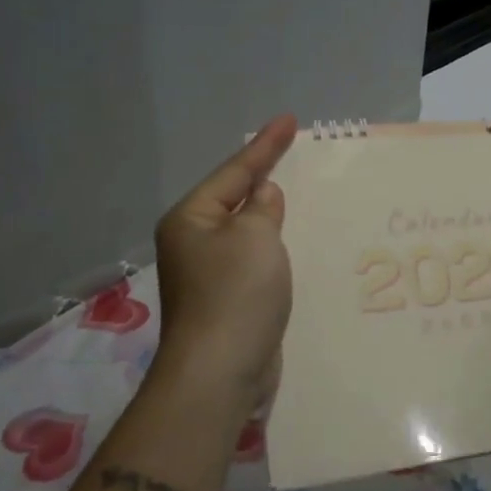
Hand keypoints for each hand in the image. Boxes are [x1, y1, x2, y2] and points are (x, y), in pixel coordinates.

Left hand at [150, 115, 296, 420]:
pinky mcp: (228, 299)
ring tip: (299, 191)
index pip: (234, 172)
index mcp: (191, 219)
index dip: (265, 145)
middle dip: (264, 176)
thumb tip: (263, 196)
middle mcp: (194, 242)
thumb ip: (263, 208)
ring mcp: (209, 273)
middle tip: (294, 151)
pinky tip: (295, 241)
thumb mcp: (255, 237)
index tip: (290, 119)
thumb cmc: (235, 294)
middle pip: (235, 198)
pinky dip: (274, 246)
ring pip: (247, 231)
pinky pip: (255, 258)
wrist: (221, 371)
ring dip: (272, 214)